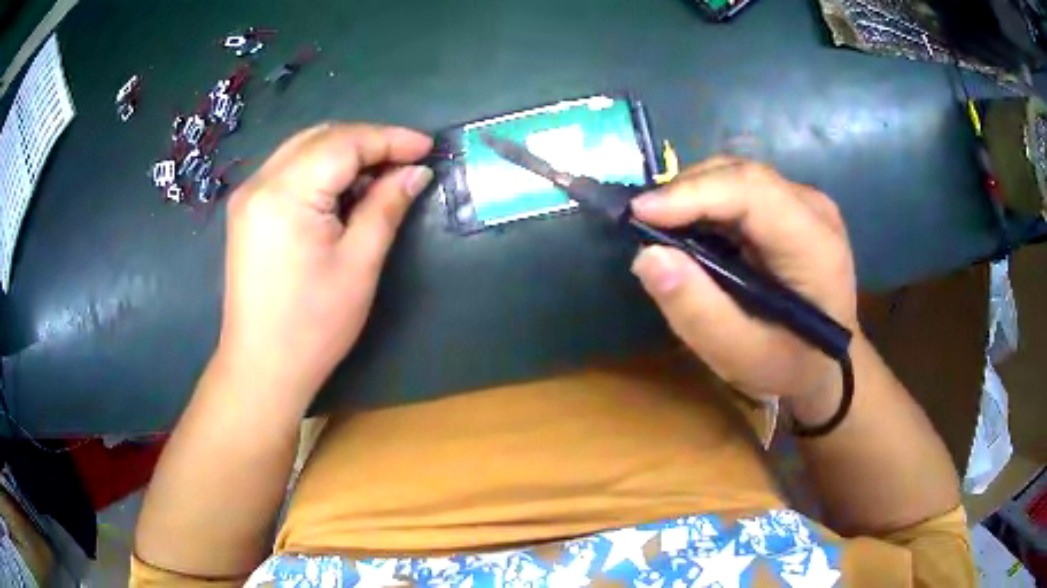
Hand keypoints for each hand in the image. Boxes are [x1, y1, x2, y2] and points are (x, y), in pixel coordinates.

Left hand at [216, 123, 433, 410]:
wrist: (262, 367)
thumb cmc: (313, 325)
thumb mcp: (359, 265)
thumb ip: (385, 207)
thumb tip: (416, 172)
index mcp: (285, 194)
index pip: (344, 143)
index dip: (389, 139)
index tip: (427, 147)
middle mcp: (260, 183)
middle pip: (321, 137)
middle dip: (367, 141)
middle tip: (405, 161)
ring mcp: (248, 196)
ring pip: (303, 149)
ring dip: (344, 152)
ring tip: (379, 174)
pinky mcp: (246, 211)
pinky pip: (288, 170)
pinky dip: (321, 169)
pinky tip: (342, 190)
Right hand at [629, 157, 857, 403]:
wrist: (829, 364)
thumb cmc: (790, 366)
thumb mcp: (741, 356)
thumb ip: (697, 311)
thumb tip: (647, 255)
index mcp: (815, 244)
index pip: (752, 191)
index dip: (693, 193)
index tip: (640, 214)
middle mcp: (814, 208)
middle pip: (742, 175)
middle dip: (686, 192)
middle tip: (644, 225)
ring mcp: (806, 202)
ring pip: (738, 176)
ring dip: (694, 196)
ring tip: (663, 228)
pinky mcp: (793, 205)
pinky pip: (742, 189)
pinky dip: (708, 203)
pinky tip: (692, 229)